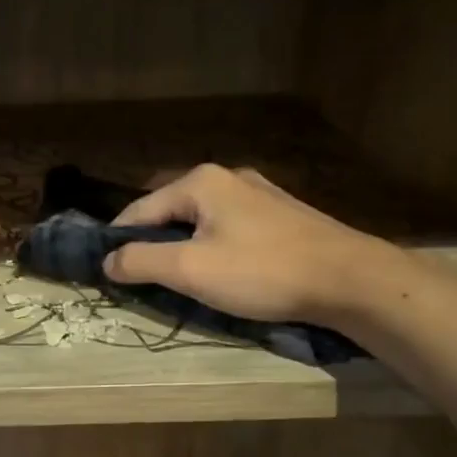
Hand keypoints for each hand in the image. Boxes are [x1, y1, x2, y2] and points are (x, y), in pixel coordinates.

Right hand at [102, 164, 393, 325]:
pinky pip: (227, 227)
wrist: (350, 279)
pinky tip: (220, 271)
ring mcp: (257, 193)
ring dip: (182, 246)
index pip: (139, 209)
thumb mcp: (191, 270)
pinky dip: (212, 247)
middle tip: (141, 278)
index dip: (117, 241)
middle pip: (169, 211)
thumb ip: (141, 261)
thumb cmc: (263, 271)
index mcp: (200, 182)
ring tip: (177, 278)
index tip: (106, 272)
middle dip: (151, 243)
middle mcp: (226, 177)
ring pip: (200, 220)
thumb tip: (107, 261)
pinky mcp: (280, 215)